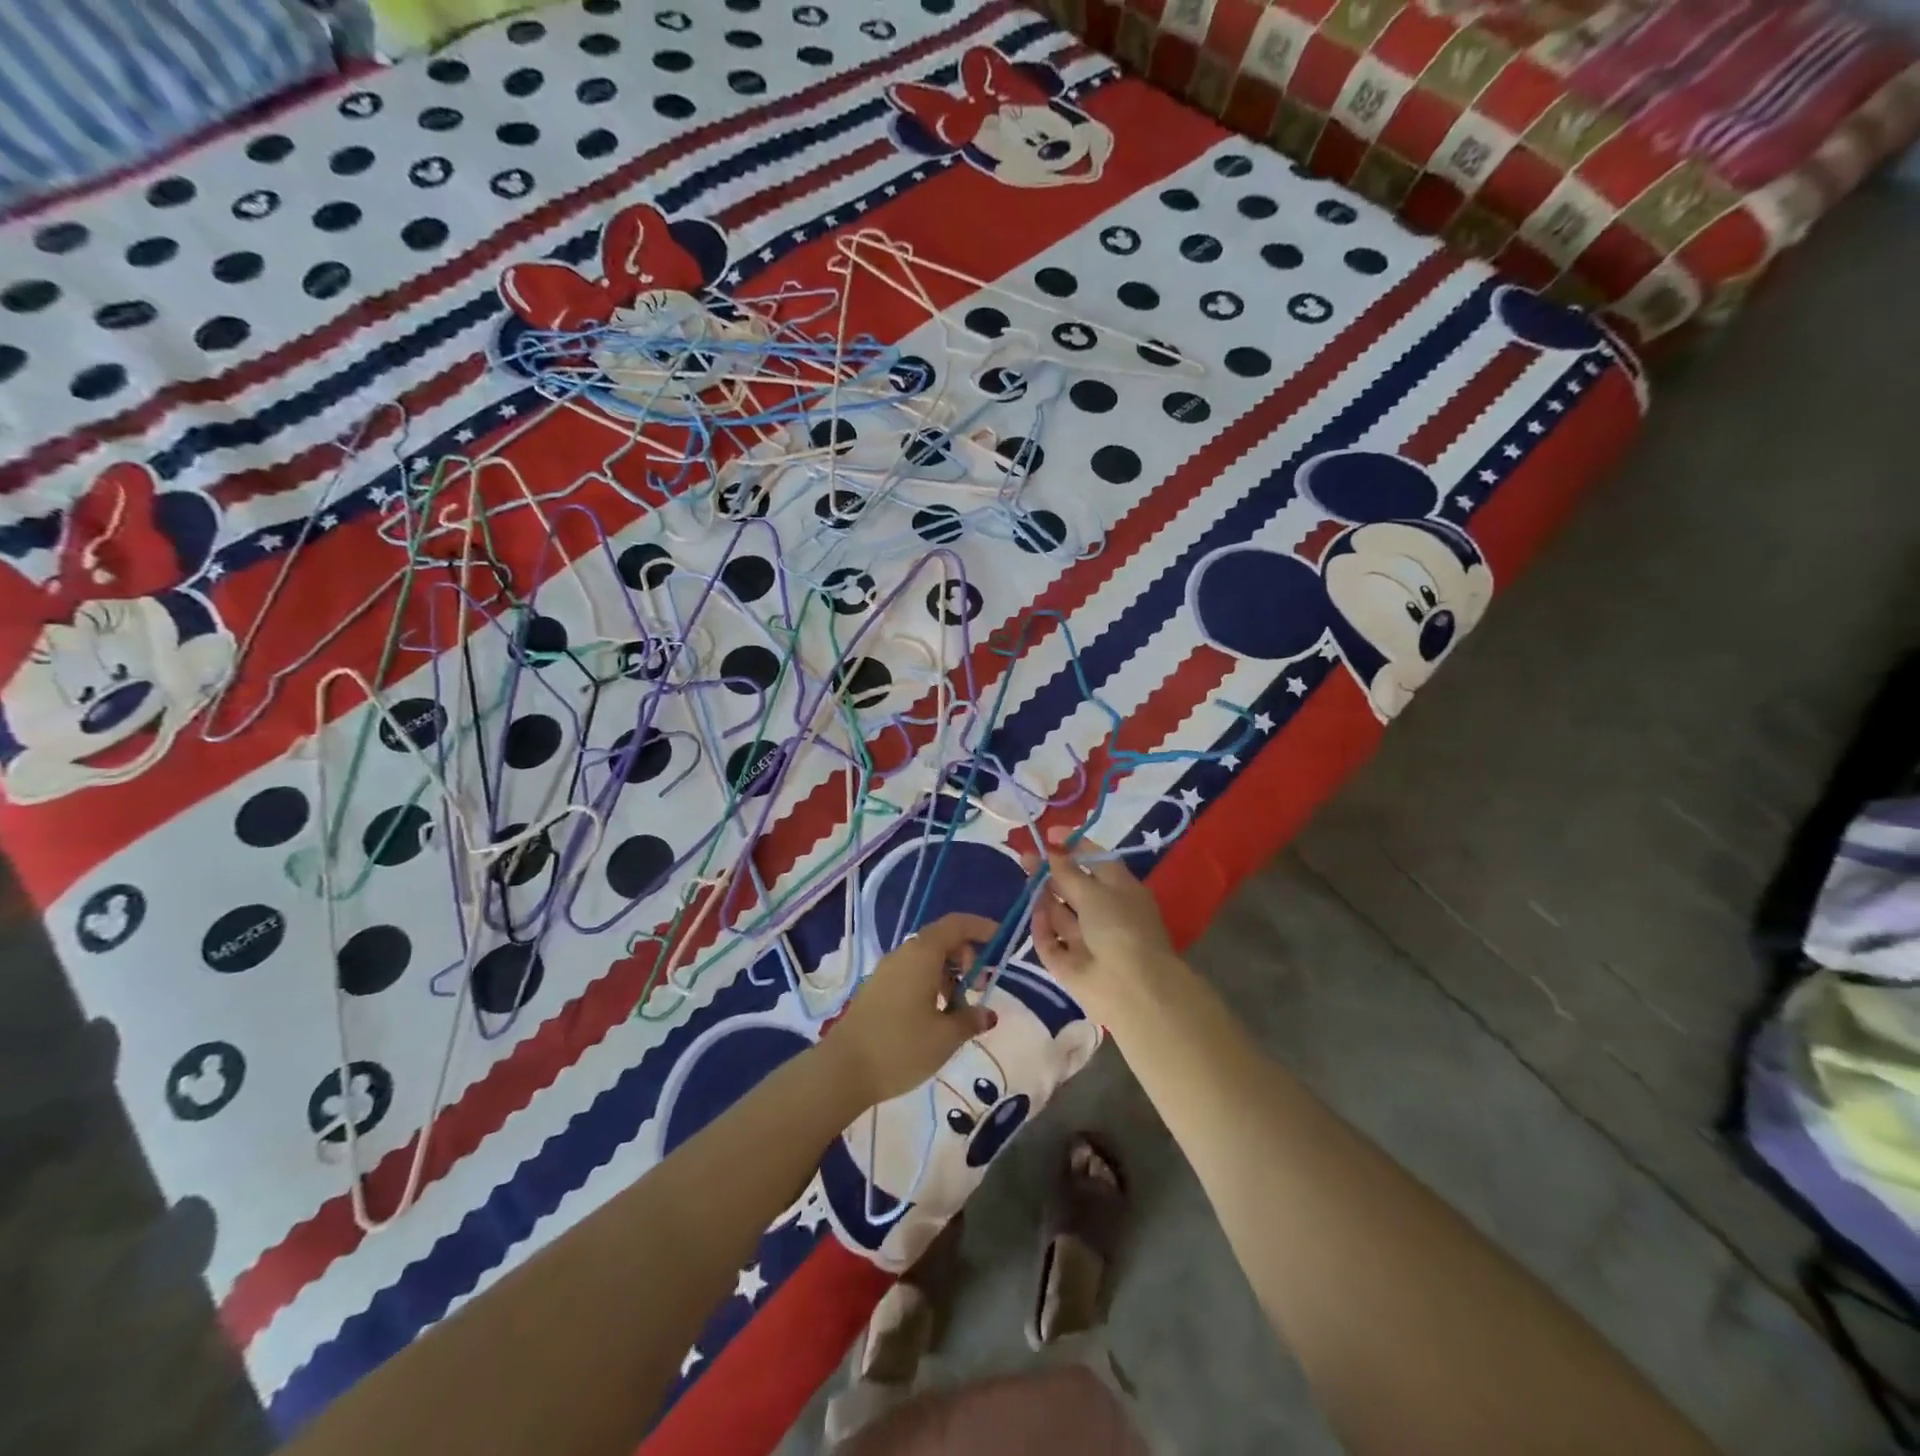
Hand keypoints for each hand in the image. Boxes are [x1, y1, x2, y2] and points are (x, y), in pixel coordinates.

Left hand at [823, 912, 999, 1107]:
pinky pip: (912, 973)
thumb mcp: (945, 1037)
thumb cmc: (901, 1047)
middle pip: (942, 940)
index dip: (981, 927)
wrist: (843, 1070)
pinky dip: (932, 983)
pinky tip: (937, 1015)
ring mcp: (887, 971)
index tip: (1002, 940)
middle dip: (967, 956)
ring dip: (950, 974)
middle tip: (982, 984)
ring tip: (961, 1007)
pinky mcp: (878, 988)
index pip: (956, 925)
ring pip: (926, 958)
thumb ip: (970, 1019)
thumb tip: (987, 1014)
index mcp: (922, 954)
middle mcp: (904, 954)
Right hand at [1025, 828, 1179, 1031]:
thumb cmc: (1120, 927)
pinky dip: (1043, 928)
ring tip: (1026, 878)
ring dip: (1044, 896)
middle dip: (1051, 871)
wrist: (1131, 988)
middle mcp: (1104, 912)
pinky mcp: (1069, 963)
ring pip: (1060, 913)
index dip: (1074, 846)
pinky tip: (1037, 915)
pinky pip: (1051, 941)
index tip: (1049, 834)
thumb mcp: (1094, 891)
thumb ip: (1067, 872)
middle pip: (1073, 886)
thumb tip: (1053, 851)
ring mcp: (1086, 939)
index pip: (1096, 861)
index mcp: (1121, 890)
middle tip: (1026, 857)